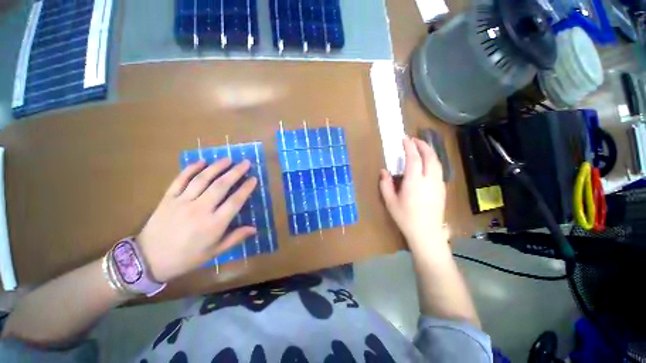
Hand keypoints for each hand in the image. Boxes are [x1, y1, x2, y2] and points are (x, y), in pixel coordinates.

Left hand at [137, 159, 256, 282]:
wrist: (148, 260)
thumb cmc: (186, 257)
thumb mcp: (214, 252)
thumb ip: (235, 238)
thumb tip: (255, 229)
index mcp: (213, 224)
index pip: (235, 201)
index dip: (246, 188)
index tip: (254, 178)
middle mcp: (200, 209)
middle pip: (221, 186)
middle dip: (236, 172)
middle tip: (245, 163)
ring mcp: (182, 202)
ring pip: (202, 179)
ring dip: (217, 167)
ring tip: (228, 159)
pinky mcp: (168, 198)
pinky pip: (180, 180)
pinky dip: (191, 169)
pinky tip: (201, 161)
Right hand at [379, 137, 447, 250]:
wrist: (426, 233)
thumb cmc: (405, 217)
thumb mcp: (390, 202)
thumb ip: (385, 185)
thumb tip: (384, 171)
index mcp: (414, 182)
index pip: (413, 158)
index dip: (409, 146)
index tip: (404, 139)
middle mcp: (429, 180)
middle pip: (430, 157)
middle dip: (422, 145)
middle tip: (414, 139)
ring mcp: (438, 184)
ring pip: (437, 162)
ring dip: (429, 152)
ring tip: (421, 147)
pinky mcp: (442, 189)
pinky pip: (439, 169)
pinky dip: (433, 161)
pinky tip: (427, 163)